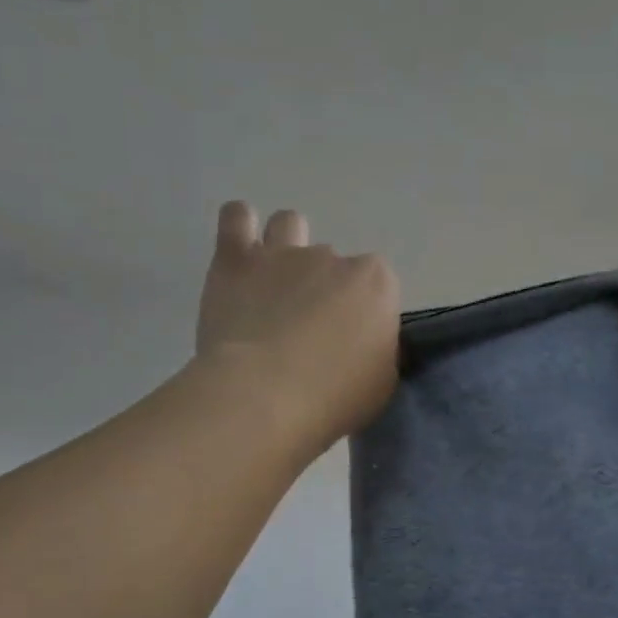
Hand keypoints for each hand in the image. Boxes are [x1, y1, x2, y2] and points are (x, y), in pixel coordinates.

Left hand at [195, 202, 400, 454]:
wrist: (262, 398)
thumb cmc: (333, 399)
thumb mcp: (382, 384)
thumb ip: (380, 351)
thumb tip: (368, 344)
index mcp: (375, 284)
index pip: (378, 287)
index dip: (364, 313)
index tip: (351, 342)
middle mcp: (331, 257)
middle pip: (332, 264)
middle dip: (322, 289)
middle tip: (307, 330)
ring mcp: (282, 254)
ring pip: (289, 224)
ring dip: (286, 246)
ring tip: (275, 284)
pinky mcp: (235, 259)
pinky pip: (236, 217)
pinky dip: (239, 227)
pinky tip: (240, 252)